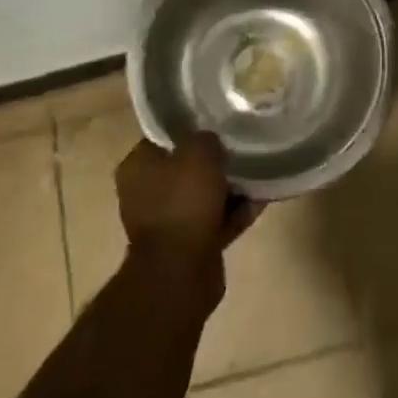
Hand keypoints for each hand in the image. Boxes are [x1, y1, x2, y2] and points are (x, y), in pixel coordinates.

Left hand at [116, 132, 262, 285]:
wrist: (181, 272)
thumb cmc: (183, 202)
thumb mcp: (198, 152)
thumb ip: (206, 139)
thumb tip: (211, 143)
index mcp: (137, 167)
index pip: (164, 137)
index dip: (191, 129)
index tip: (216, 124)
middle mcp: (146, 194)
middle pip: (186, 168)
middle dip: (214, 162)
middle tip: (240, 149)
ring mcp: (167, 222)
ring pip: (203, 196)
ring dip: (229, 188)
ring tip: (258, 173)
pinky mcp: (188, 246)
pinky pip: (216, 221)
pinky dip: (235, 213)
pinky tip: (260, 201)